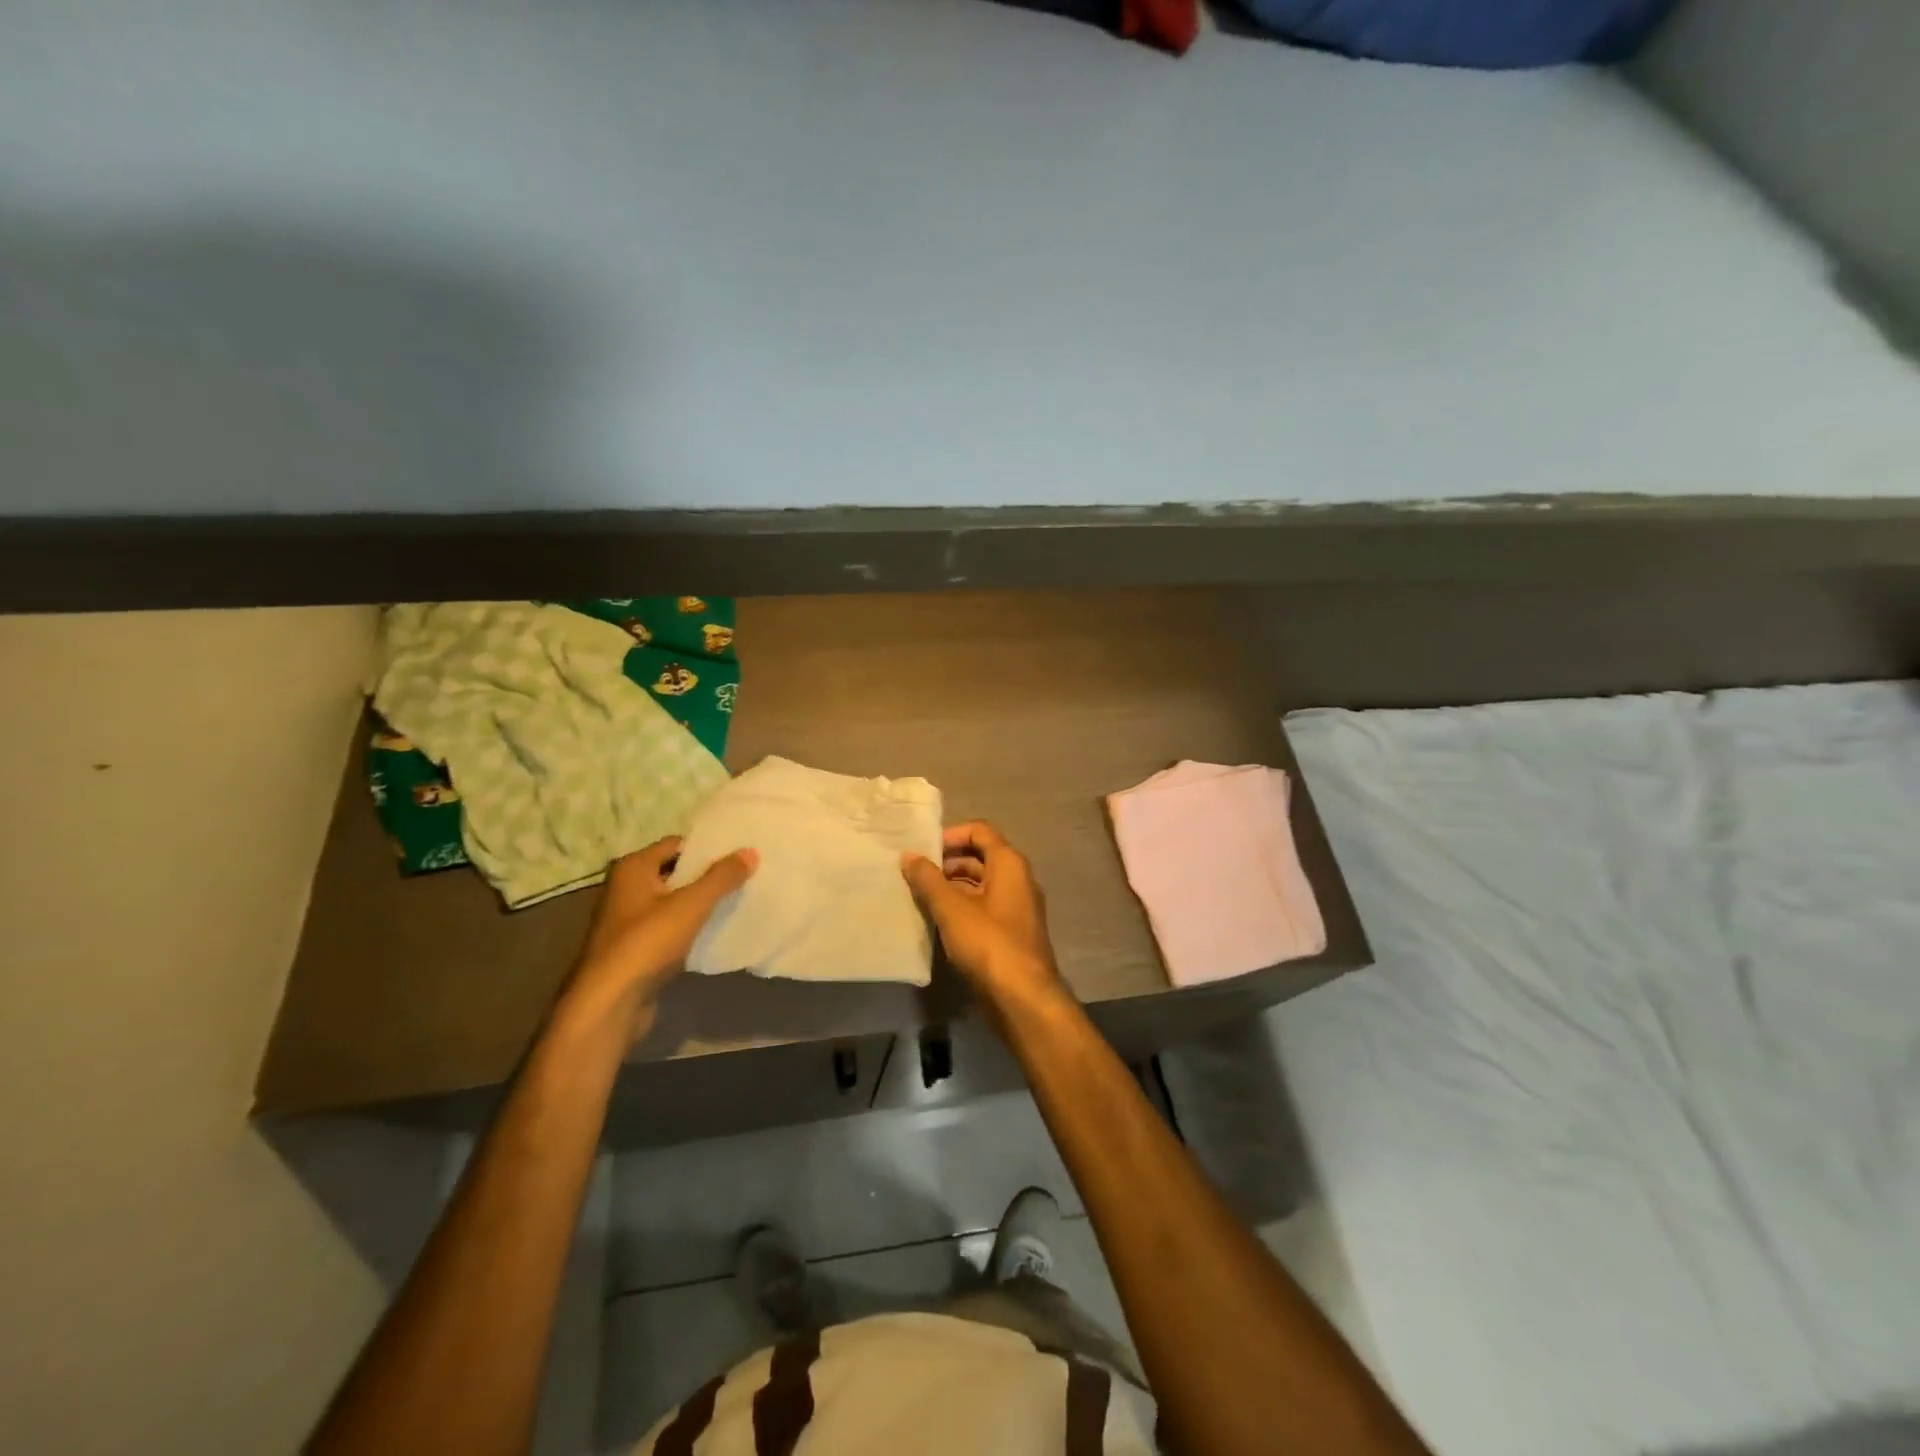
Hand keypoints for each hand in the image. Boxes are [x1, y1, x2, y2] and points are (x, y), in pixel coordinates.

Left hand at [565, 837, 757, 1038]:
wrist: (611, 1003)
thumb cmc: (647, 942)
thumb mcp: (691, 905)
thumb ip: (722, 877)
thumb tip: (750, 851)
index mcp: (632, 868)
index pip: (676, 844)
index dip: (707, 848)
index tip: (739, 853)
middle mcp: (626, 888)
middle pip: (675, 872)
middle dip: (707, 875)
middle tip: (744, 875)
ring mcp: (629, 920)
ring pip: (674, 902)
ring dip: (700, 903)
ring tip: (737, 900)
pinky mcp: (636, 948)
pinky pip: (670, 927)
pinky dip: (690, 927)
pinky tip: (716, 931)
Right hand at [901, 821, 1064, 1006]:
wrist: (1022, 998)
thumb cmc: (988, 943)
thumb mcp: (952, 909)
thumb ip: (928, 879)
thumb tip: (909, 855)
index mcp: (1009, 864)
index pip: (980, 831)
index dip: (950, 835)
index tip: (922, 849)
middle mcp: (1017, 880)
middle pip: (979, 857)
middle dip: (946, 863)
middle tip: (914, 874)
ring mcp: (1015, 908)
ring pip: (979, 885)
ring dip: (951, 887)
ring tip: (918, 896)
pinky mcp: (1009, 933)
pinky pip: (982, 909)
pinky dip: (960, 908)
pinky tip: (935, 921)